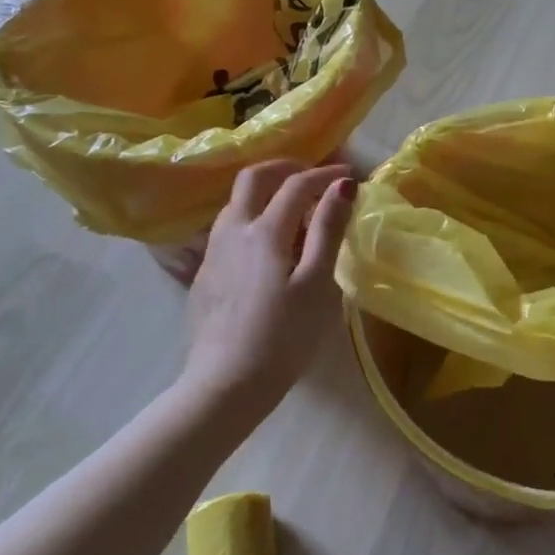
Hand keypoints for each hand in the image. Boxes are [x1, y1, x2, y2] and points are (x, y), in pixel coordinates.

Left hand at [181, 160, 355, 411]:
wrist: (224, 386)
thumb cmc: (283, 336)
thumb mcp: (316, 283)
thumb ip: (328, 229)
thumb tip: (343, 185)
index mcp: (265, 230)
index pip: (297, 184)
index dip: (325, 175)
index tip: (350, 177)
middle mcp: (233, 230)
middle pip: (253, 178)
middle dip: (285, 168)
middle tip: (314, 177)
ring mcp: (213, 252)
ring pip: (237, 202)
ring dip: (267, 192)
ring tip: (295, 211)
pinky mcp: (205, 275)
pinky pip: (229, 228)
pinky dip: (253, 217)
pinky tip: (269, 246)